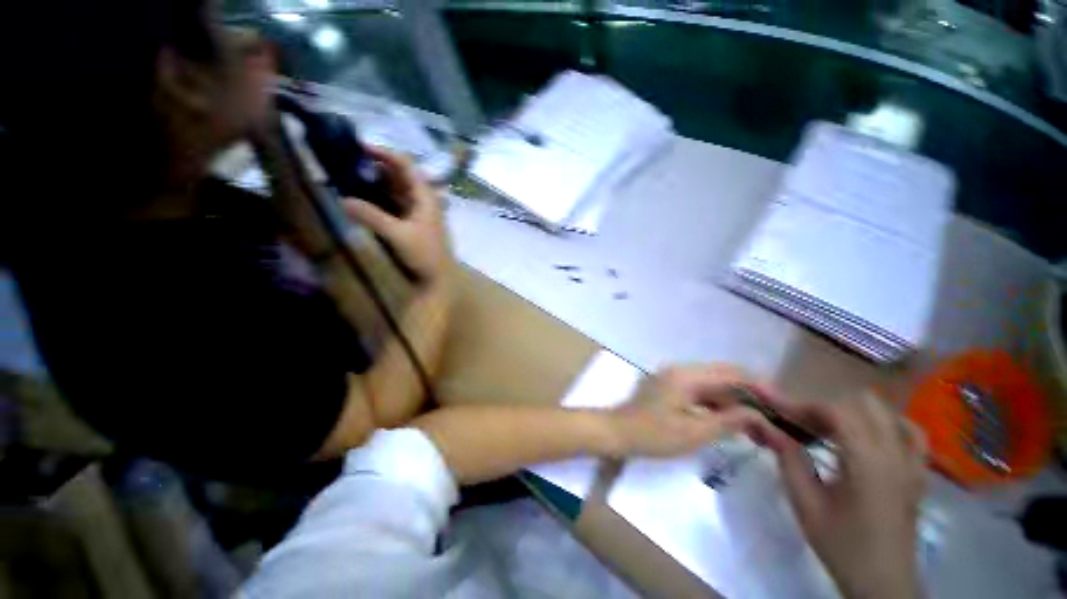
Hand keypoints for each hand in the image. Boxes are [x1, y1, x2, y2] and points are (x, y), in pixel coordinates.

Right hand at [342, 148, 451, 284]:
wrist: (440, 277)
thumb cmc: (425, 254)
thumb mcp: (398, 234)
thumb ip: (372, 216)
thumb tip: (342, 200)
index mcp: (425, 196)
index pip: (405, 165)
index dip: (384, 153)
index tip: (358, 147)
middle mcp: (423, 199)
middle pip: (399, 175)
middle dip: (376, 166)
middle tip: (347, 162)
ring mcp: (418, 211)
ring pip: (396, 189)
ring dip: (376, 182)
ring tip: (349, 176)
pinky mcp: (412, 223)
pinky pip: (394, 203)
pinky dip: (379, 198)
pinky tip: (362, 199)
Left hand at [605, 364, 766, 458]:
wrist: (616, 432)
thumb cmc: (652, 434)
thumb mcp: (693, 432)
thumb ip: (729, 421)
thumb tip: (760, 415)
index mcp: (687, 375)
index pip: (733, 374)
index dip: (762, 388)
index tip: (785, 407)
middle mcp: (683, 370)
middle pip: (727, 376)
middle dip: (754, 396)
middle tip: (777, 418)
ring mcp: (676, 379)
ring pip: (716, 385)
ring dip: (739, 402)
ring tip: (763, 426)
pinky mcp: (672, 389)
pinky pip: (704, 393)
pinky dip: (722, 406)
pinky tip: (737, 424)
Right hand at [752, 393, 926, 598]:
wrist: (883, 584)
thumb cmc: (842, 545)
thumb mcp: (806, 504)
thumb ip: (788, 459)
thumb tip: (766, 426)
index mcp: (868, 461)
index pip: (835, 411)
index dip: (801, 404)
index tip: (774, 407)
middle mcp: (895, 454)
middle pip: (861, 405)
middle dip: (825, 408)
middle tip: (798, 423)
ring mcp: (912, 463)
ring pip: (888, 414)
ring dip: (854, 413)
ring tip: (829, 429)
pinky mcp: (918, 474)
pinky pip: (910, 434)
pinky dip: (887, 425)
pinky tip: (869, 436)